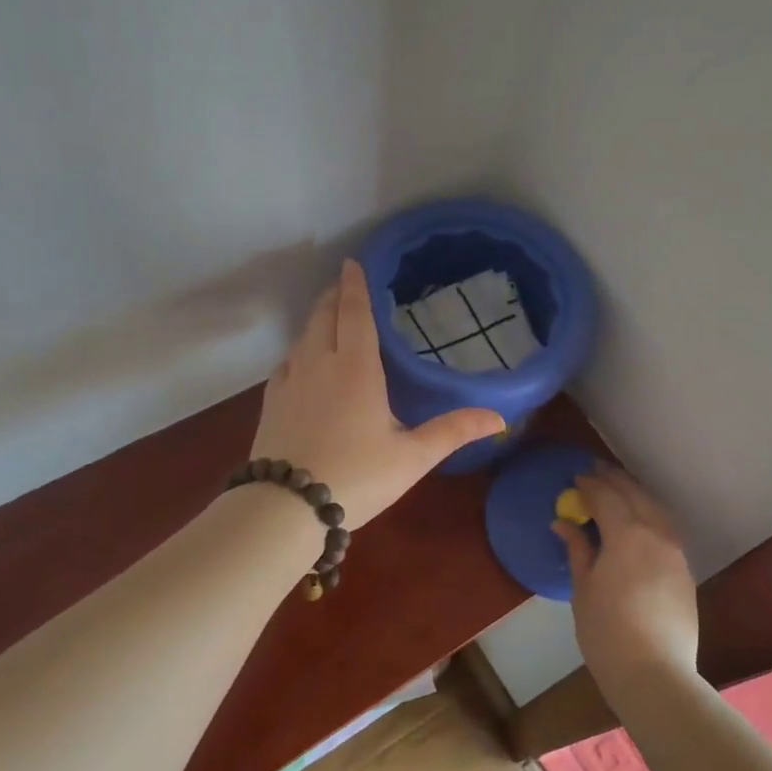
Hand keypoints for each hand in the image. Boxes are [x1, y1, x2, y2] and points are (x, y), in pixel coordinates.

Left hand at [250, 260, 504, 527]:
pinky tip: (303, 363)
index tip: (353, 262)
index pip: (354, 312)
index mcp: (356, 368)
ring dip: (316, 320)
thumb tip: (500, 418)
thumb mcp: (412, 457)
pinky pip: (286, 363)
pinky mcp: (270, 403)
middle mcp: (319, 363)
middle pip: (323, 316)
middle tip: (345, 285)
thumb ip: (453, 431)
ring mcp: (289, 381)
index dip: (355, 284)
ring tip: (329, 318)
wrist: (285, 508)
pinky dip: (299, 350)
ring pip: (302, 337)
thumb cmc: (356, 477)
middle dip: (334, 296)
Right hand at [553, 466, 698, 692]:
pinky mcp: (685, 572)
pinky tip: (639, 522)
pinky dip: (650, 515)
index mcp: (627, 534)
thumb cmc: (607, 631)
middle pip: (636, 495)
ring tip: (619, 489)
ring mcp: (676, 553)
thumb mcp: (583, 588)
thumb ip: (577, 550)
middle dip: (615, 480)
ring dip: (636, 494)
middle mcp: (656, 534)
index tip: (576, 478)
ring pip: (656, 509)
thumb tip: (563, 524)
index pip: (607, 497)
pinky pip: (666, 529)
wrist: (655, 673)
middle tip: (596, 470)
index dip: (590, 484)